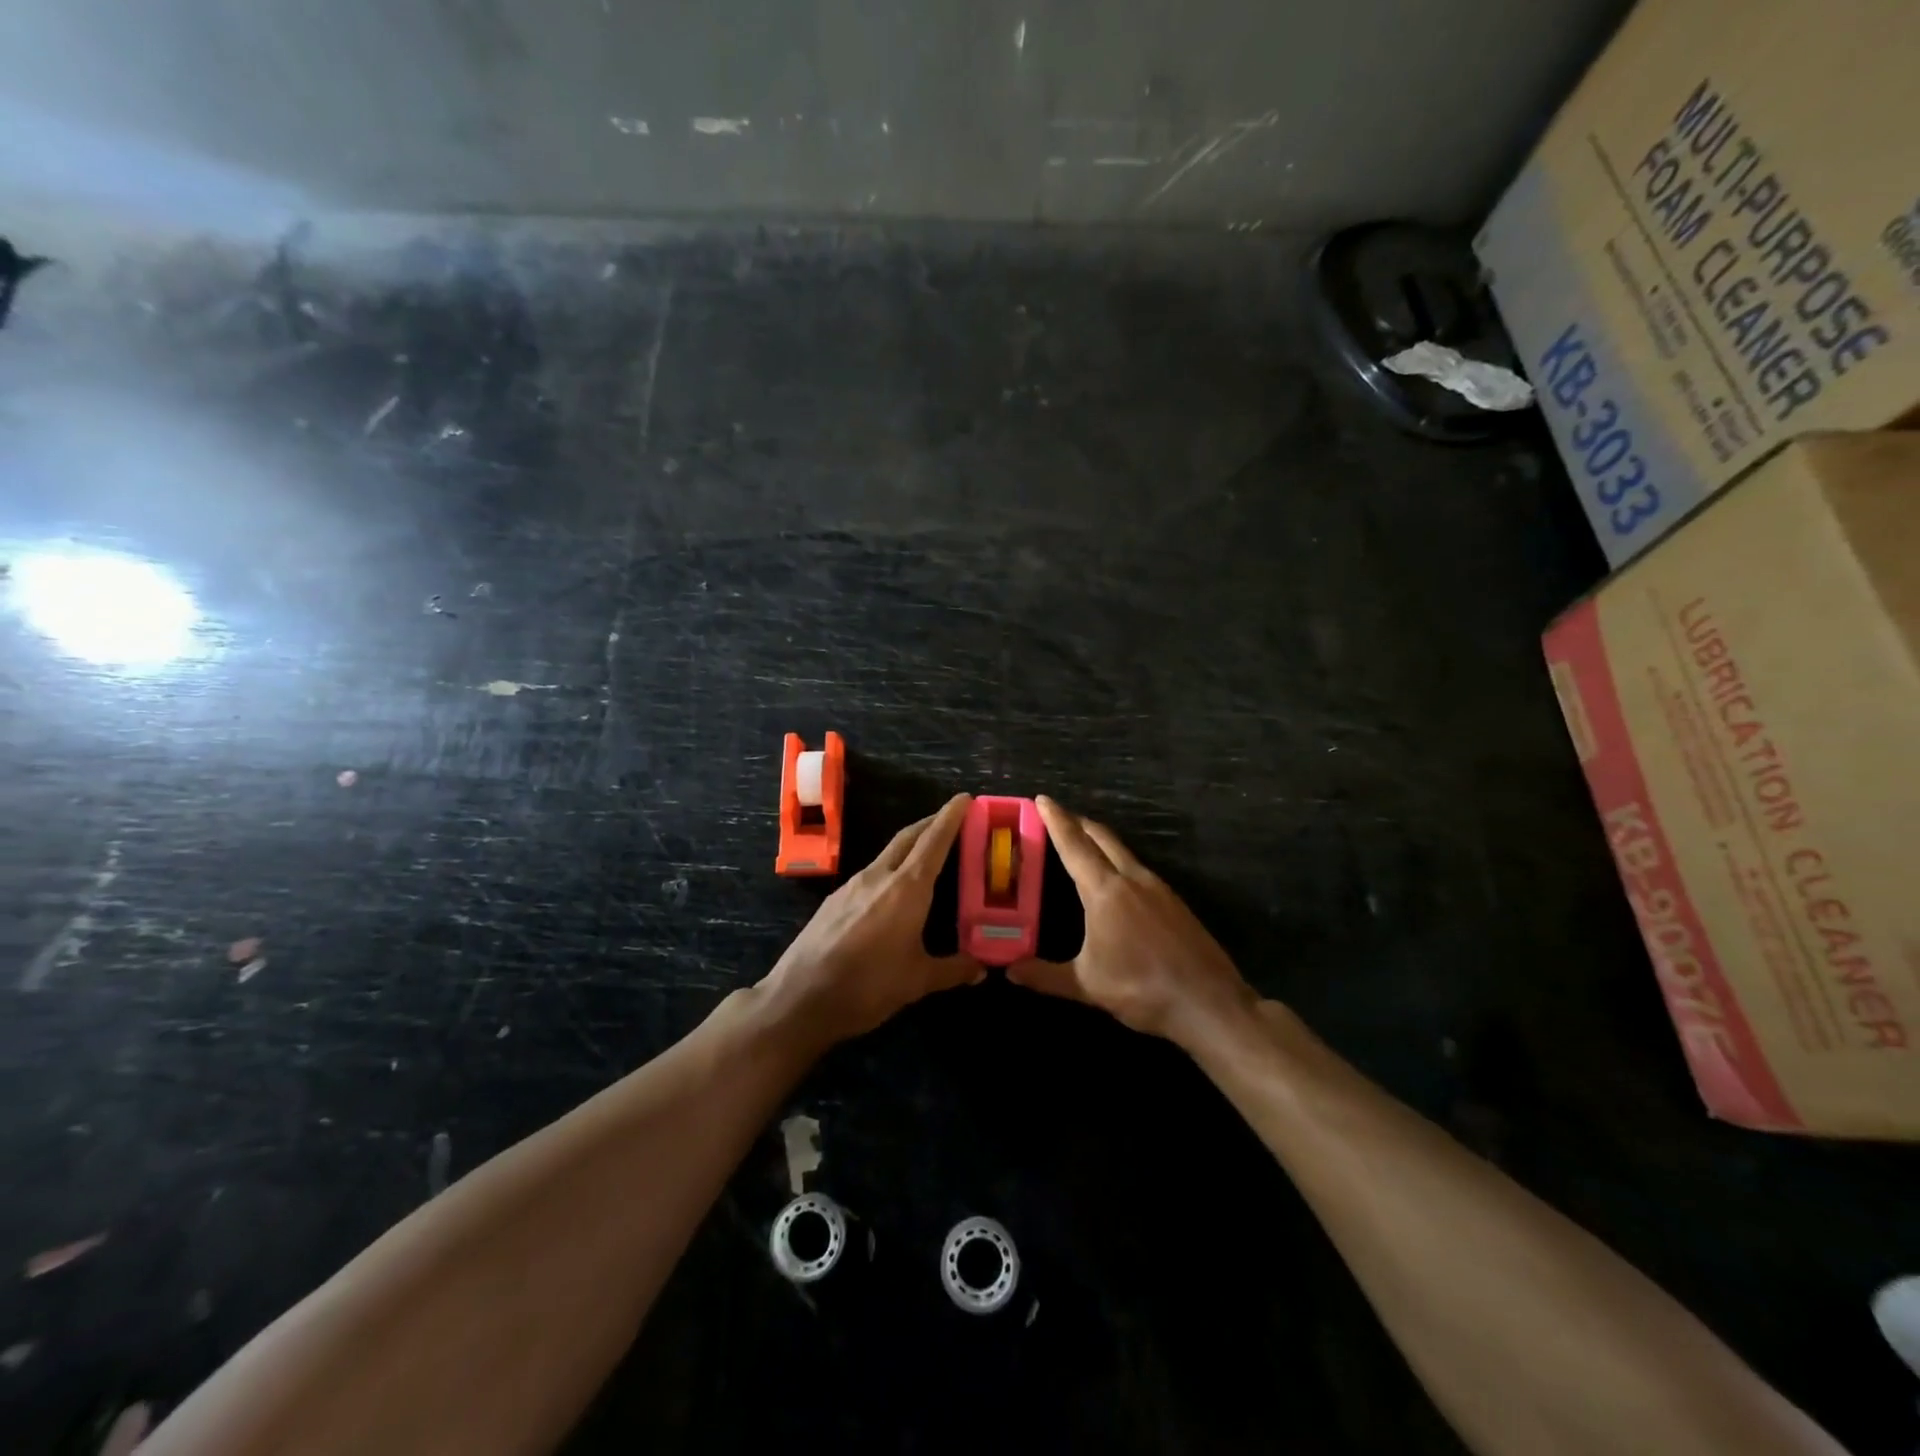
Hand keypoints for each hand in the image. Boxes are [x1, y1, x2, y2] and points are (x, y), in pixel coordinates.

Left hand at [758, 793, 981, 1046]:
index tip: (965, 798)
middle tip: (952, 820)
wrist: (800, 997)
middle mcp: (879, 876)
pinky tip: (892, 892)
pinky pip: (870, 874)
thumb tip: (981, 967)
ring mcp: (852, 885)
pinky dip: (890, 870)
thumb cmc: (868, 985)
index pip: (934, 841)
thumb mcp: (918, 981)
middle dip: (930, 824)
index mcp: (907, 888)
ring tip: (927, 856)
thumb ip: (953, 970)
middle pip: (908, 837)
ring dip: (909, 847)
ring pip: (887, 854)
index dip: (951, 817)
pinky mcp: (834, 900)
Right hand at [1008, 796, 1255, 1046]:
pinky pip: (1138, 868)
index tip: (1042, 798)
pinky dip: (1118, 860)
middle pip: (1101, 837)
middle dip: (1078, 822)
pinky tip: (1116, 880)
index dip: (1056, 820)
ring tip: (1082, 843)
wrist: (1209, 1003)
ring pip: (1123, 851)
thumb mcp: (1087, 985)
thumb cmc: (1142, 990)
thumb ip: (1046, 975)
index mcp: (1105, 891)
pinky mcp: (1174, 902)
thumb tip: (1010, 971)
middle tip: (1057, 815)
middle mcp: (1132, 879)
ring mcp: (1158, 888)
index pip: (1074, 845)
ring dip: (1099, 840)